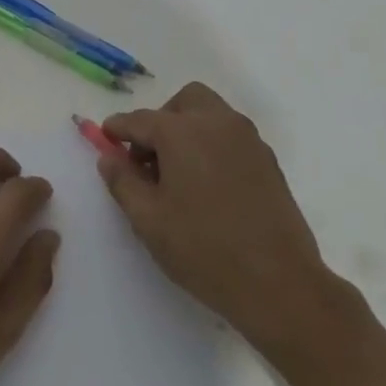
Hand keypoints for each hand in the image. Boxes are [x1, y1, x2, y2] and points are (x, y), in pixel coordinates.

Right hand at [100, 82, 344, 356]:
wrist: (279, 283)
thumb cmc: (203, 249)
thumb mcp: (148, 219)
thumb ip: (122, 181)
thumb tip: (109, 157)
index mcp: (182, 132)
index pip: (139, 120)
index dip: (117, 129)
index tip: (105, 139)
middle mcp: (218, 123)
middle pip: (183, 102)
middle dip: (160, 121)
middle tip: (149, 159)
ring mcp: (248, 140)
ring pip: (211, 115)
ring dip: (188, 131)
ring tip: (177, 175)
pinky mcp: (269, 161)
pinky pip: (231, 137)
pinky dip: (212, 146)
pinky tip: (206, 187)